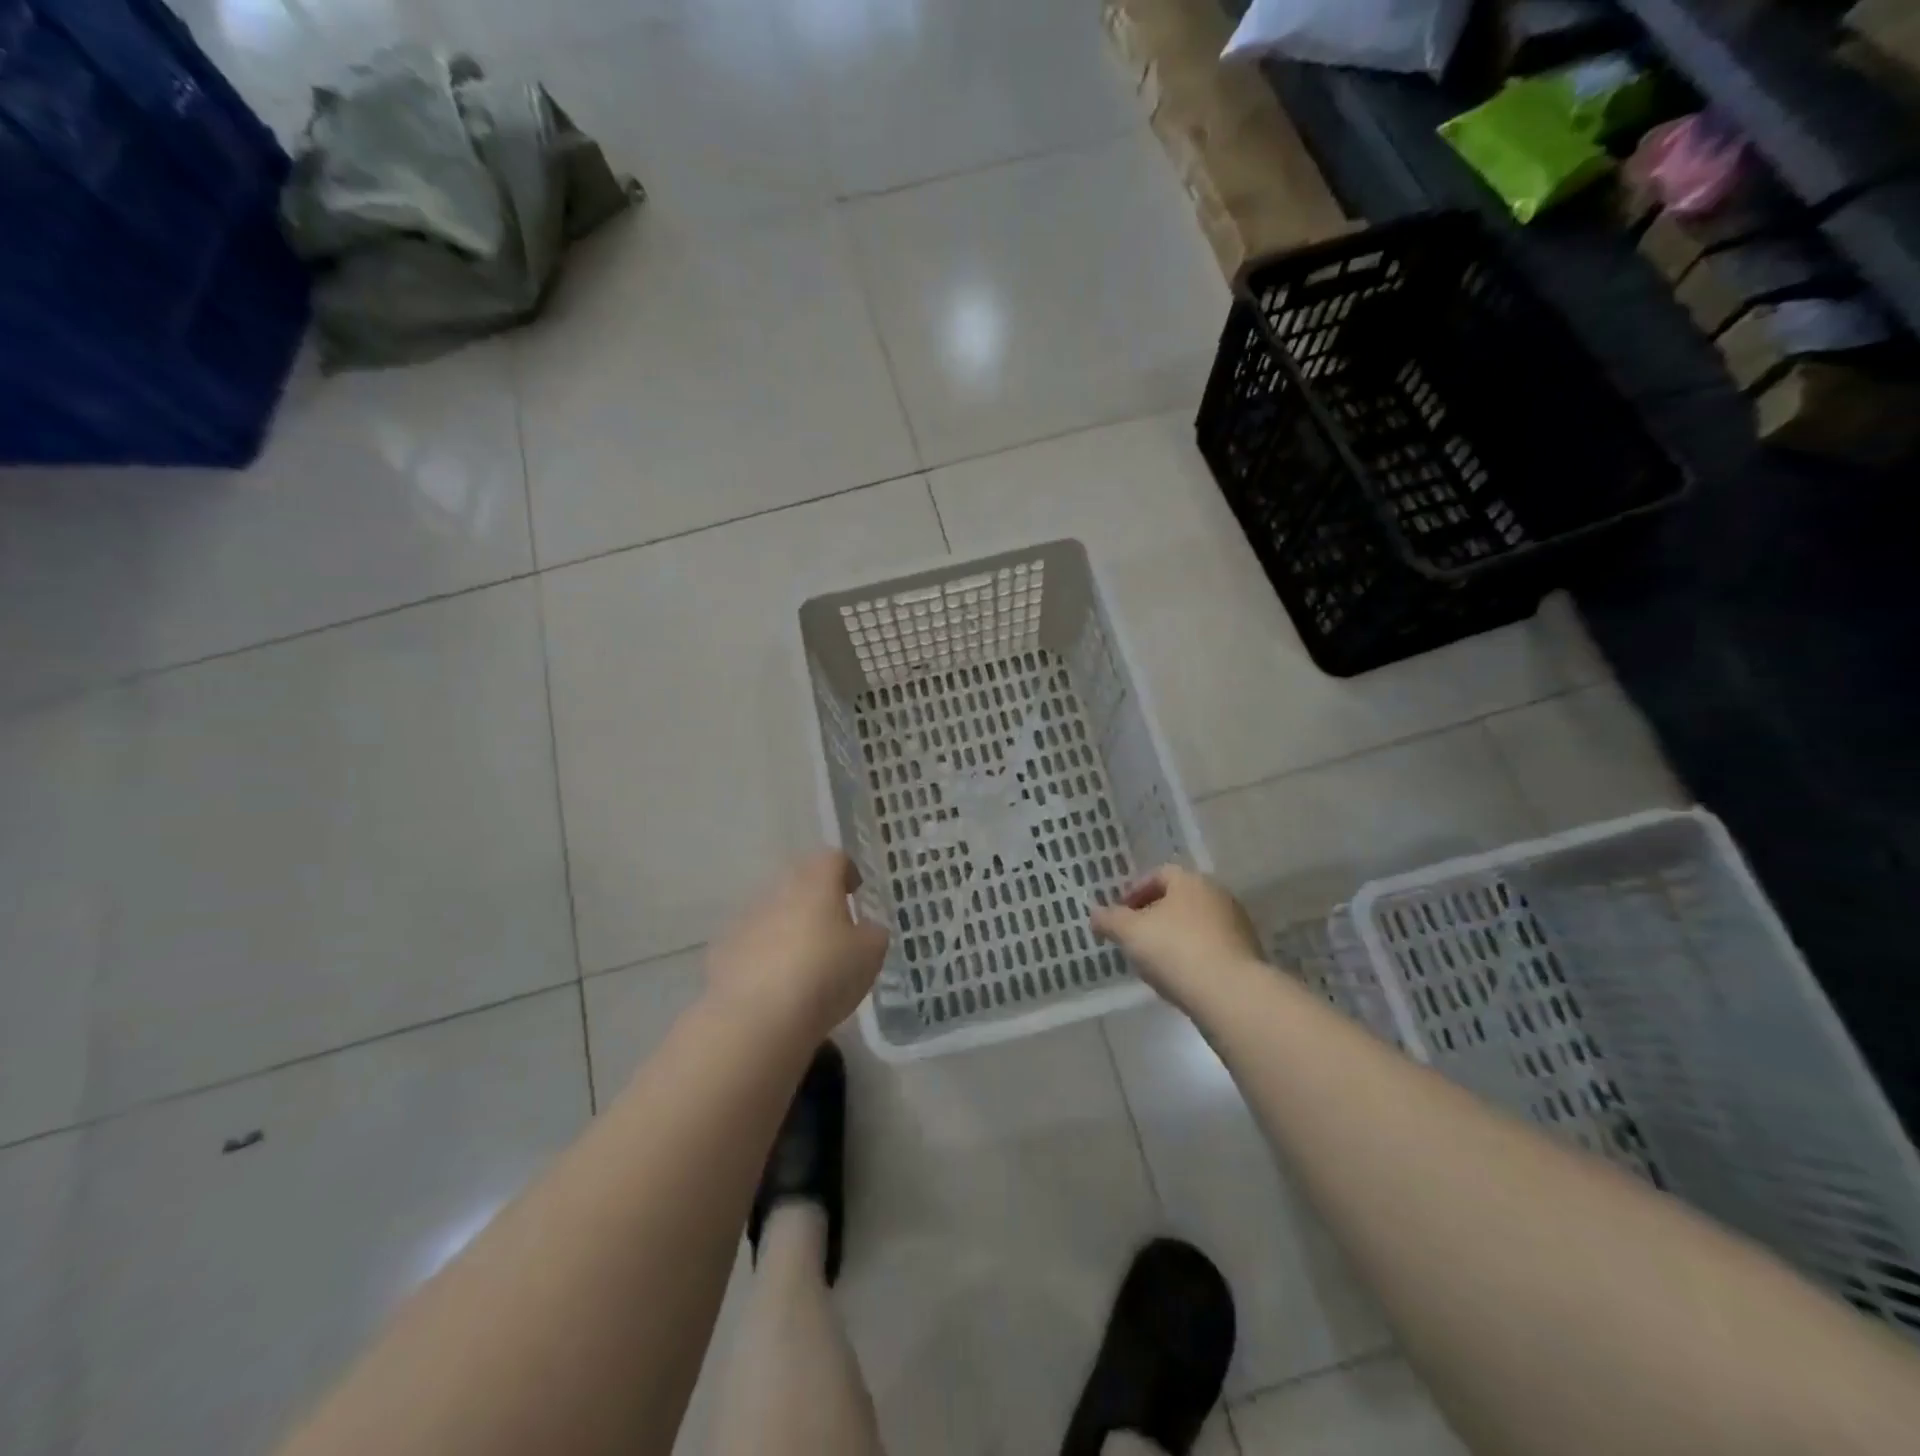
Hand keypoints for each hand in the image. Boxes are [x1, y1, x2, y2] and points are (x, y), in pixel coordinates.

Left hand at [705, 850, 889, 1040]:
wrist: (755, 1019)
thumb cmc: (824, 975)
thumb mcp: (870, 955)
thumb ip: (872, 934)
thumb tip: (865, 929)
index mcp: (816, 882)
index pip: (833, 859)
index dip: (847, 872)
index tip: (855, 892)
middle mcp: (778, 890)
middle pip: (800, 884)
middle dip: (816, 902)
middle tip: (833, 930)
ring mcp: (745, 919)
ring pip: (773, 913)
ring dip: (788, 929)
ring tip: (804, 964)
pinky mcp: (722, 951)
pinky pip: (750, 944)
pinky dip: (764, 957)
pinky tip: (775, 987)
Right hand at [1090, 865, 1262, 1014]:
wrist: (1230, 993)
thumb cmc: (1174, 950)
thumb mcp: (1129, 933)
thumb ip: (1109, 920)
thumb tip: (1094, 915)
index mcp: (1190, 881)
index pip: (1159, 875)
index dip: (1135, 892)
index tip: (1120, 914)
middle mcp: (1218, 895)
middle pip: (1179, 899)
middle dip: (1154, 916)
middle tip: (1134, 937)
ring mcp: (1237, 925)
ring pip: (1196, 924)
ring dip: (1174, 937)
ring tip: (1155, 962)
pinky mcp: (1247, 954)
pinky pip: (1211, 947)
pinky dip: (1193, 956)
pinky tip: (1181, 977)